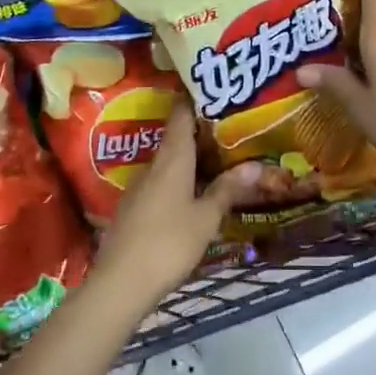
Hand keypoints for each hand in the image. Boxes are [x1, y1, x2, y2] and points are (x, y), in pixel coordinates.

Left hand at [94, 101, 260, 310]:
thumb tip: (256, 165)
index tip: (213, 90)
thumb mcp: (206, 218)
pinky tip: (193, 194)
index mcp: (172, 159)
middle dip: (200, 132)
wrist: (120, 284)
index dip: (195, 99)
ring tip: (218, 160)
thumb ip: (228, 189)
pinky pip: (160, 184)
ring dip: (190, 159)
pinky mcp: (132, 209)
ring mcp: (139, 188)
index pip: (181, 115)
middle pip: (176, 139)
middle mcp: (153, 166)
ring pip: (168, 163)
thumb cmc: (168, 243)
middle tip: (229, 129)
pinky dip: (178, 181)